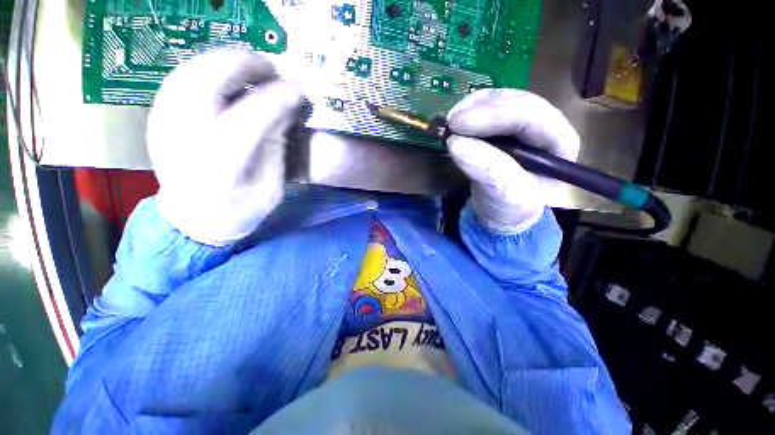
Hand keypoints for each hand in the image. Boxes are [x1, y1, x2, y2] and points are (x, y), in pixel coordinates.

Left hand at [147, 49, 303, 245]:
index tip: (299, 89)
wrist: (193, 220)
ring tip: (252, 67)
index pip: (250, 118)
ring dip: (224, 61)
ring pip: (190, 72)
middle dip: (244, 66)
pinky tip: (227, 75)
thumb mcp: (271, 188)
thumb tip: (284, 112)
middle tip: (272, 69)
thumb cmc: (239, 211)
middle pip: (207, 82)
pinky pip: (181, 79)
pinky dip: (206, 68)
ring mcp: (165, 125)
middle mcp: (186, 138)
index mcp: (220, 166)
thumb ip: (276, 149)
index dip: (277, 99)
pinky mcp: (159, 118)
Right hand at [447, 89, 580, 232]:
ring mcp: (523, 123)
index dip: (494, 116)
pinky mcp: (503, 125)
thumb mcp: (504, 197)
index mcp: (559, 144)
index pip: (531, 117)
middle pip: (517, 102)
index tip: (458, 126)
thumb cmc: (509, 209)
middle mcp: (545, 127)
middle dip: (482, 109)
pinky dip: (470, 110)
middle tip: (451, 123)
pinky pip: (488, 106)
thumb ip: (487, 171)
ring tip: (452, 123)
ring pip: (502, 99)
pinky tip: (457, 121)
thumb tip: (456, 143)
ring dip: (474, 107)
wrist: (501, 212)